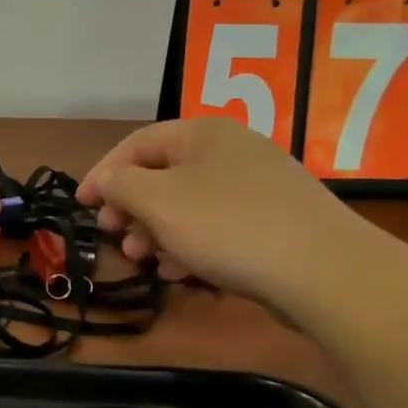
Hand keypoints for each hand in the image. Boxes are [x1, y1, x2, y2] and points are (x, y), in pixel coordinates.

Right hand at [77, 118, 367, 307]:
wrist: (326, 272)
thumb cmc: (228, 226)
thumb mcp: (159, 202)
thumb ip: (120, 185)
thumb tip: (105, 181)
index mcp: (203, 133)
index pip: (137, 144)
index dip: (103, 173)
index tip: (81, 206)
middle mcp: (232, 151)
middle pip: (164, 175)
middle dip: (132, 208)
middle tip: (114, 236)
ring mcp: (258, 187)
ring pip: (190, 205)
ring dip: (158, 232)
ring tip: (145, 260)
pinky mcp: (276, 222)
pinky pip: (219, 227)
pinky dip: (192, 245)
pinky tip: (182, 273)